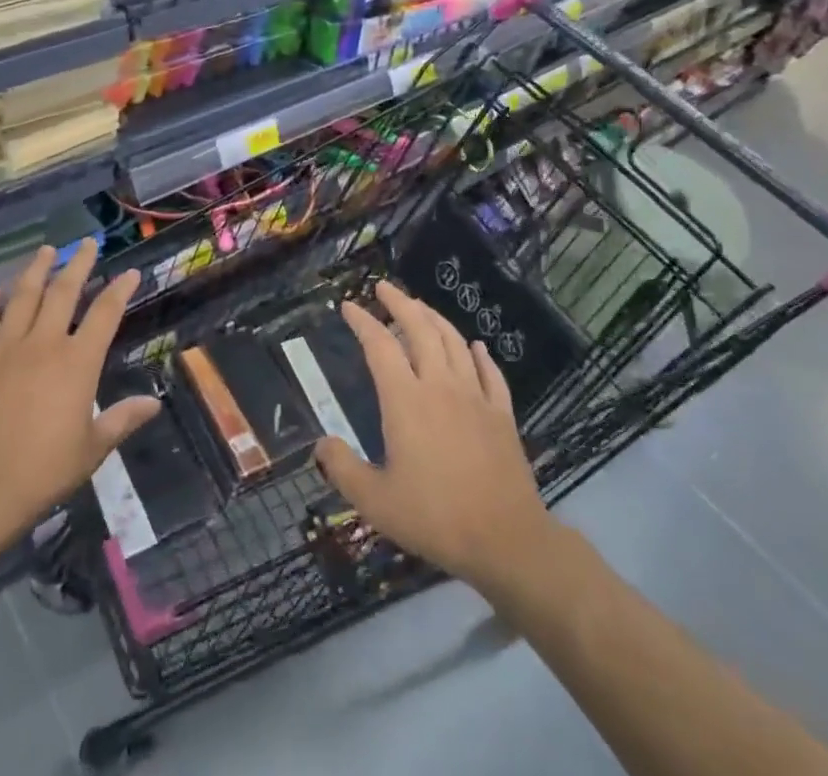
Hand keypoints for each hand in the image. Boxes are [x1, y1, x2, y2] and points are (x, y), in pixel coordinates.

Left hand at [0, 241, 158, 551]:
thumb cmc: (43, 471)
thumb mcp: (92, 449)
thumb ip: (122, 419)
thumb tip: (154, 403)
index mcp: (77, 362)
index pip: (105, 314)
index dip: (119, 290)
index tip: (129, 272)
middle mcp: (43, 344)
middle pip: (63, 292)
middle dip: (78, 264)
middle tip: (87, 243)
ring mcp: (4, 348)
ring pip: (23, 297)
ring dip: (36, 270)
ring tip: (46, 250)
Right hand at [315, 280, 554, 592]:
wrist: (506, 540)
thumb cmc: (435, 517)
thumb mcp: (375, 502)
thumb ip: (342, 469)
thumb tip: (320, 444)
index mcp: (406, 400)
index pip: (380, 346)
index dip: (362, 322)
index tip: (349, 306)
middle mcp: (440, 386)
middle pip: (420, 329)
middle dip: (400, 303)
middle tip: (384, 288)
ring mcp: (476, 397)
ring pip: (454, 342)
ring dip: (435, 318)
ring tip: (420, 307)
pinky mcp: (502, 414)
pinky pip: (491, 373)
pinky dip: (480, 354)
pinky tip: (476, 346)